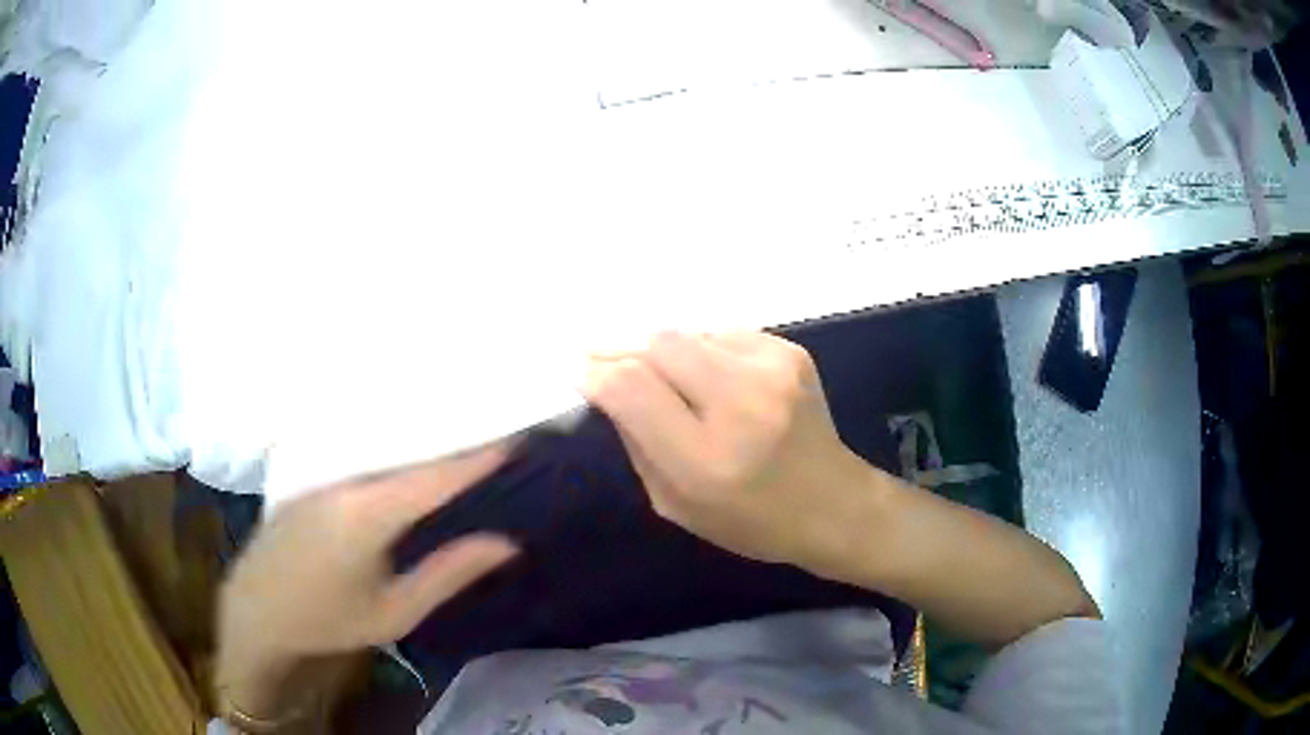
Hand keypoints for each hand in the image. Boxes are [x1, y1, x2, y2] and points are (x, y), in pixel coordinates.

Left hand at [216, 446, 517, 718]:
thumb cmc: (329, 621)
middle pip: (407, 446)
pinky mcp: (307, 472)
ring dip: (420, 436)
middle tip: (492, 420)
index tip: (512, 434)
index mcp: (369, 514)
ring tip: (458, 425)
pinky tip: (405, 446)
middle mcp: (344, 478)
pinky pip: (357, 449)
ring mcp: (321, 470)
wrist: (257, 612)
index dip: (476, 455)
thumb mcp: (396, 612)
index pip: (435, 475)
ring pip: (380, 444)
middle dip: (451, 434)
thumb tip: (507, 544)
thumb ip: (449, 574)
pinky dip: (389, 445)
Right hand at [583, 331, 871, 570]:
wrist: (835, 504)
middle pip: (657, 344)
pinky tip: (710, 378)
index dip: (596, 373)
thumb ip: (637, 443)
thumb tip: (607, 387)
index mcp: (706, 459)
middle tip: (604, 359)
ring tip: (664, 378)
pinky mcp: (790, 353)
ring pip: (688, 334)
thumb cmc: (751, 521)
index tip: (580, 372)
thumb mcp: (676, 504)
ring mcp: (772, 370)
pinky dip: (703, 352)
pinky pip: (722, 336)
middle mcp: (741, 404)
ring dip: (664, 353)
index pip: (631, 388)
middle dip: (621, 348)